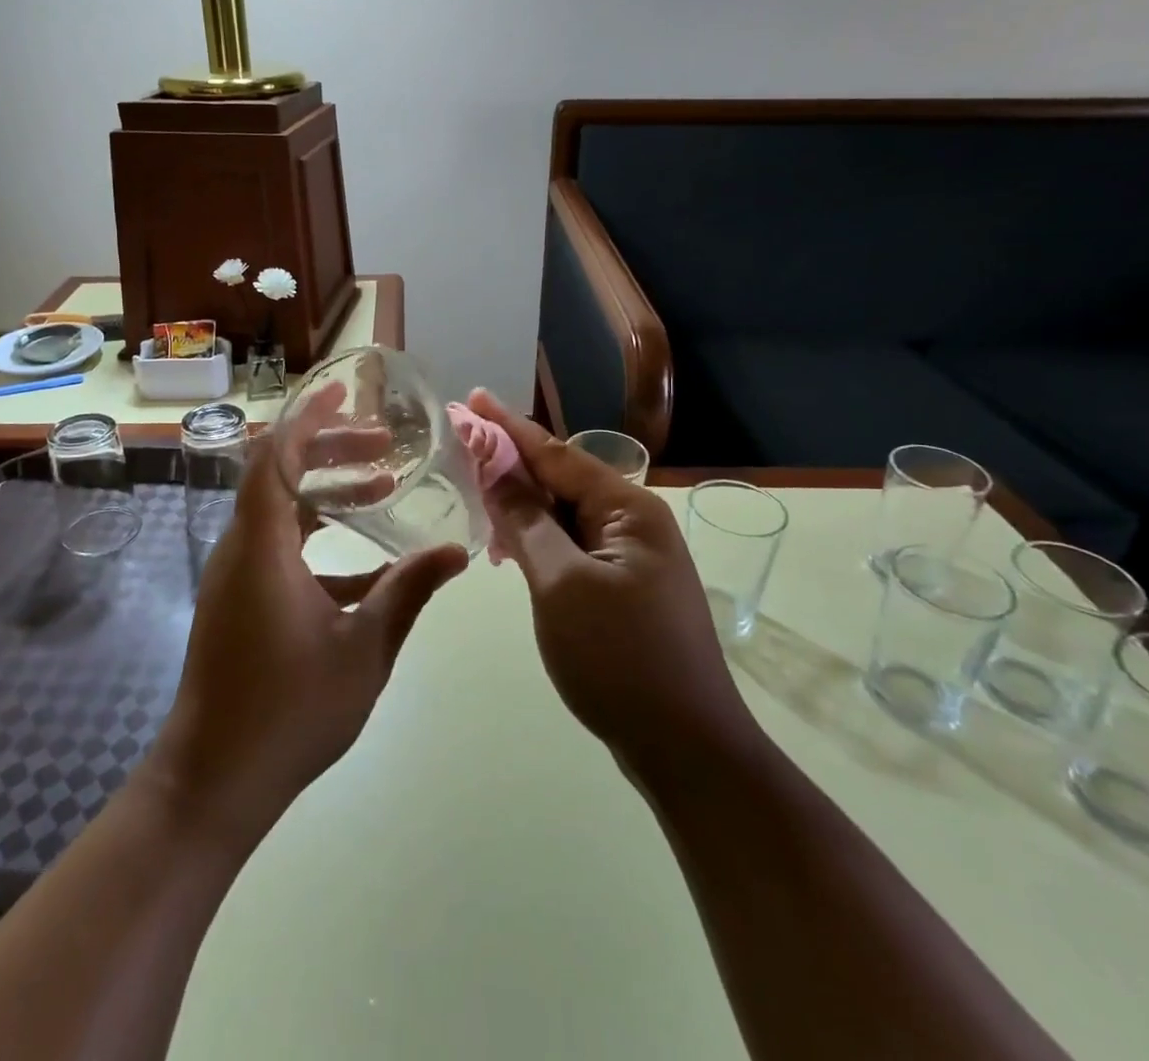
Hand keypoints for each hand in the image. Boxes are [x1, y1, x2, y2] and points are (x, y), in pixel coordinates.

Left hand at [150, 384, 468, 842]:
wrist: (212, 782)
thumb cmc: (288, 711)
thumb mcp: (363, 648)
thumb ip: (408, 592)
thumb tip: (456, 551)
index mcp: (262, 546)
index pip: (274, 455)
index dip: (307, 418)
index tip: (343, 395)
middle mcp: (241, 548)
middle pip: (278, 474)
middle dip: (329, 451)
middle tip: (383, 446)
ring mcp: (235, 576)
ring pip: (279, 511)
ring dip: (325, 493)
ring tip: (381, 487)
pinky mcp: (238, 601)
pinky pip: (278, 548)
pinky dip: (318, 539)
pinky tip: (368, 567)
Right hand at [467, 391, 753, 785]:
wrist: (687, 751)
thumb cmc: (621, 659)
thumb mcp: (561, 584)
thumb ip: (526, 522)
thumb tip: (496, 470)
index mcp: (628, 510)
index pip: (556, 454)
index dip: (507, 427)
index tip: (471, 398)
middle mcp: (634, 524)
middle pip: (561, 480)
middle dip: (511, 465)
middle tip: (461, 449)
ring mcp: (631, 559)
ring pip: (564, 516)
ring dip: (521, 507)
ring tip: (476, 498)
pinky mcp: (623, 590)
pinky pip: (571, 548)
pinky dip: (538, 542)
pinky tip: (509, 549)